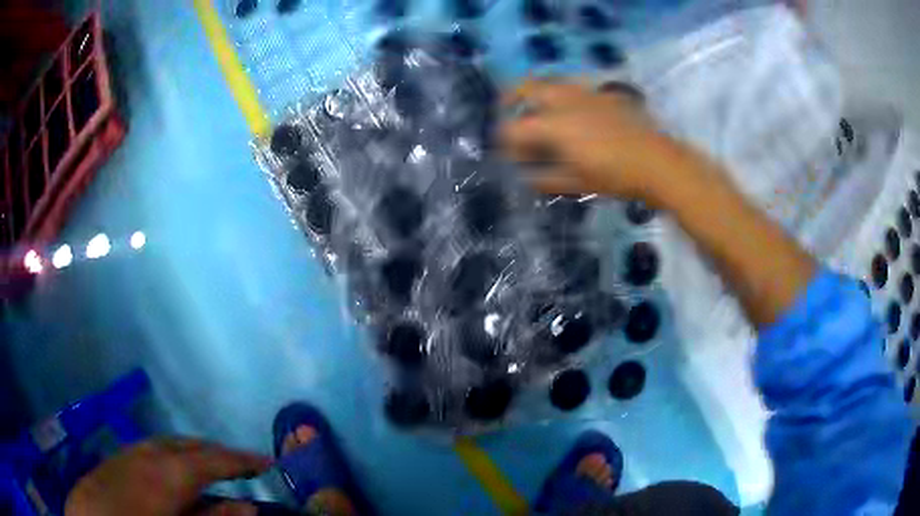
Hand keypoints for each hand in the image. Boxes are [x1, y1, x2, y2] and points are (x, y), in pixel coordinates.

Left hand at [65, 438, 272, 515]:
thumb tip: (249, 507)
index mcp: (171, 471)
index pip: (217, 459)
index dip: (244, 460)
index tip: (268, 462)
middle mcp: (153, 451)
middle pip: (193, 444)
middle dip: (220, 452)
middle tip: (243, 464)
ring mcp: (133, 450)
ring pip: (172, 442)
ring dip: (196, 451)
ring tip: (212, 464)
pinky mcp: (120, 456)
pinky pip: (154, 447)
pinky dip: (173, 453)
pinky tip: (174, 468)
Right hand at [500, 79, 698, 203]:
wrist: (657, 162)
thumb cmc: (615, 177)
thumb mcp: (577, 183)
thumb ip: (546, 179)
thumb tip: (528, 177)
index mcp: (554, 125)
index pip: (514, 128)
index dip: (506, 142)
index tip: (511, 155)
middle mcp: (564, 101)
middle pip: (525, 86)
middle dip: (509, 97)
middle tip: (506, 109)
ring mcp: (584, 92)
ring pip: (548, 80)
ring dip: (534, 91)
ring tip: (536, 107)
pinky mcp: (601, 93)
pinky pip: (571, 85)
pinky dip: (560, 93)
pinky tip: (569, 111)